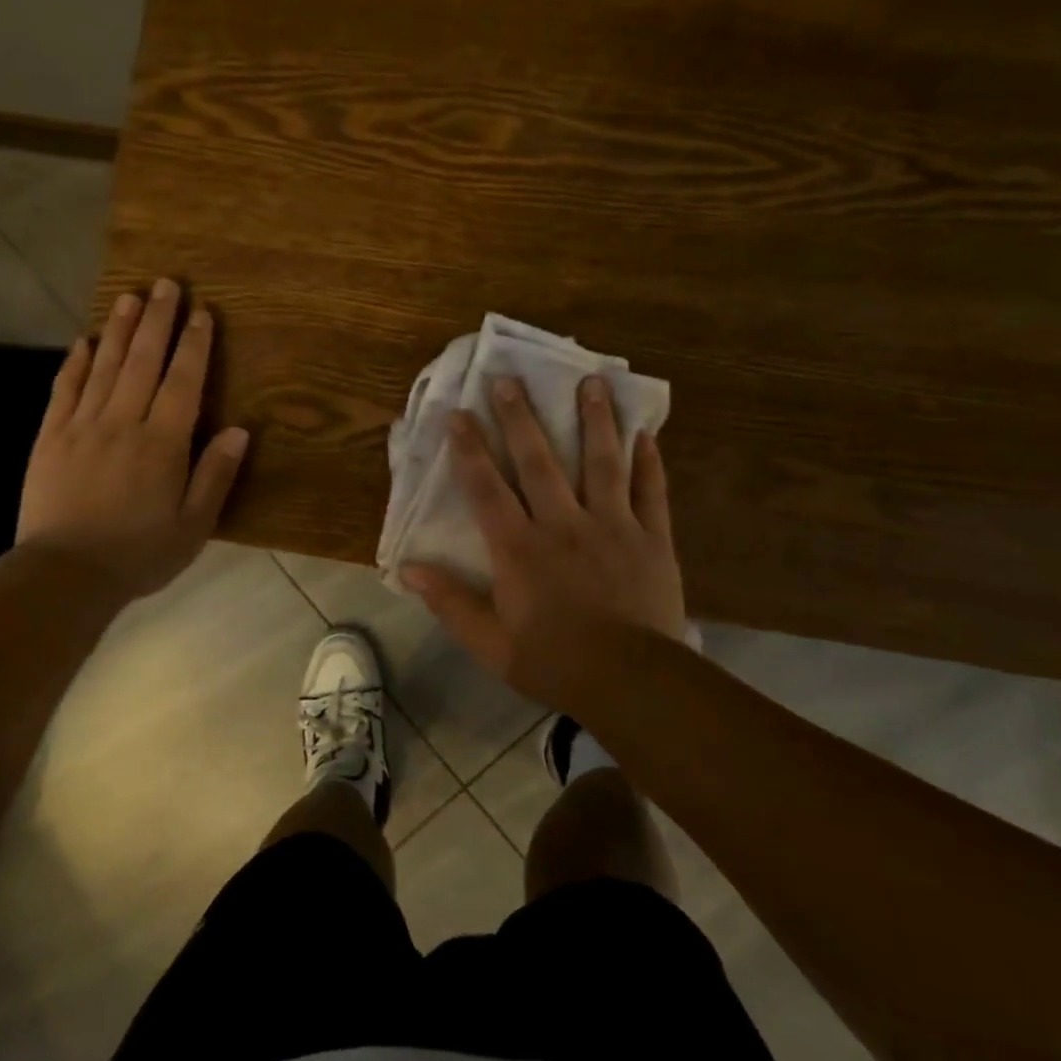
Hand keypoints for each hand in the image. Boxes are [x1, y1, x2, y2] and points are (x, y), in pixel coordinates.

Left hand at [16, 278, 248, 602]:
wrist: (65, 575)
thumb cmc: (139, 554)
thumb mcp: (193, 525)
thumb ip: (215, 475)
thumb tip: (240, 430)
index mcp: (162, 443)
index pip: (183, 382)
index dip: (195, 345)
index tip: (203, 313)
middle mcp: (123, 423)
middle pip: (143, 361)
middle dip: (158, 321)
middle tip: (167, 285)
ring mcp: (82, 427)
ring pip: (104, 367)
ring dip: (119, 329)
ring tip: (130, 296)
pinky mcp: (50, 438)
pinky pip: (64, 390)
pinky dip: (75, 363)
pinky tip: (84, 341)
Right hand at [399, 375, 688, 703]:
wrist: (631, 681)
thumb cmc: (554, 660)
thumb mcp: (489, 643)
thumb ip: (450, 602)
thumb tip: (409, 569)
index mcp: (519, 548)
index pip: (487, 488)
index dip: (469, 449)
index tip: (458, 414)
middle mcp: (562, 523)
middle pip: (538, 461)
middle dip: (521, 418)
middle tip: (510, 379)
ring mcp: (612, 526)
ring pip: (601, 463)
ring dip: (595, 420)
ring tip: (593, 381)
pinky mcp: (651, 538)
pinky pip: (650, 492)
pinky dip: (648, 462)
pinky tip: (646, 434)